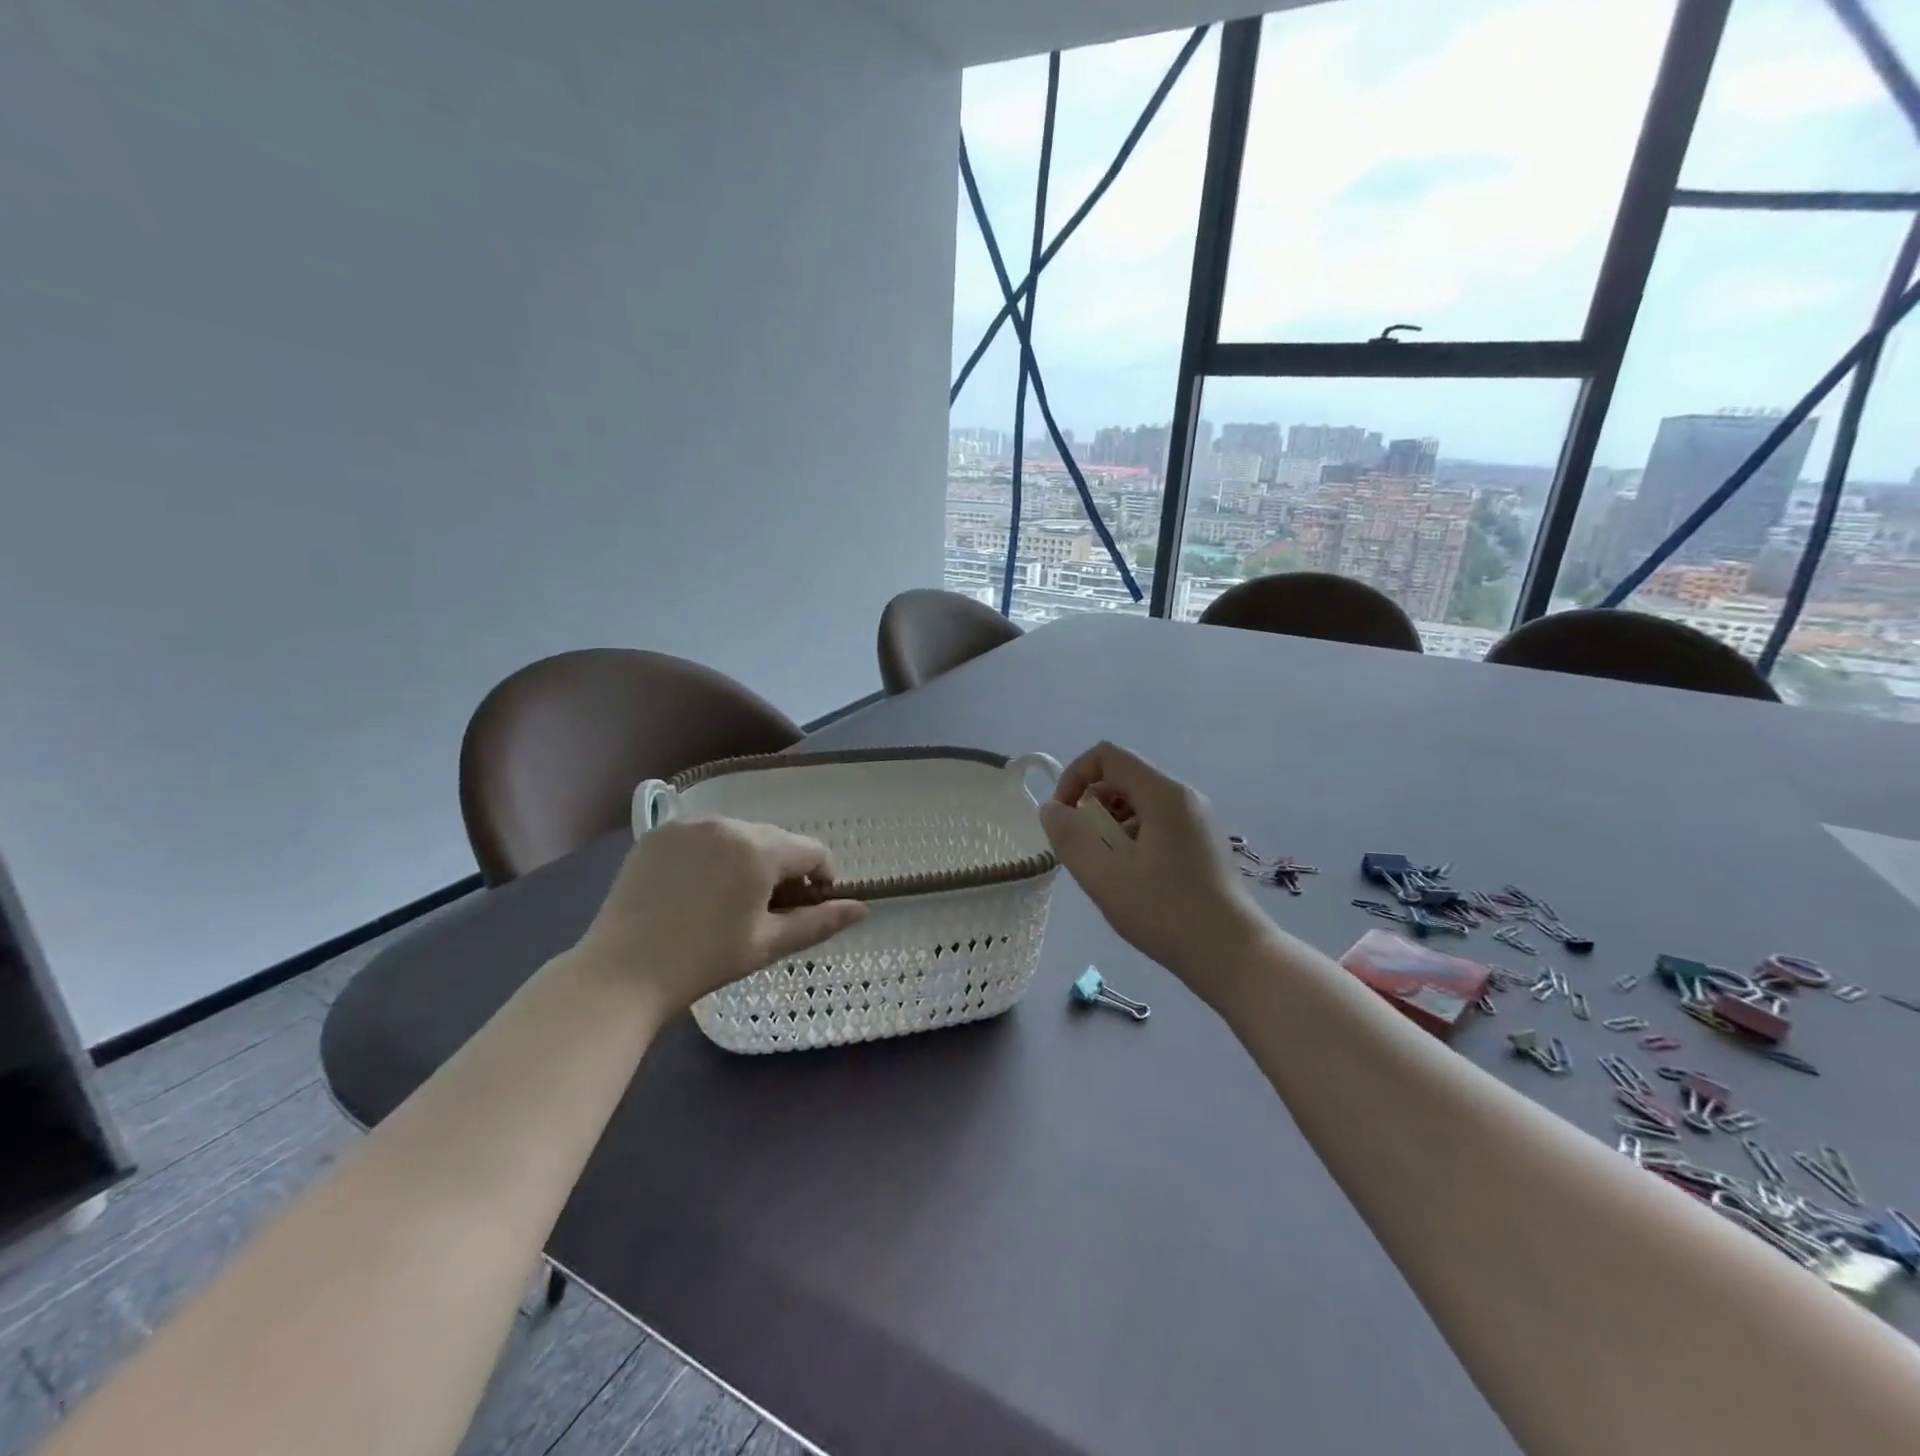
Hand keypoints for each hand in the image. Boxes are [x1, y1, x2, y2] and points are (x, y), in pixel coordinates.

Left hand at [569, 819, 866, 1014]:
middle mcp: (727, 824)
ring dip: (750, 860)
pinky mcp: (659, 834)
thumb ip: (820, 921)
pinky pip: (704, 837)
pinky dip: (714, 856)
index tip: (809, 907)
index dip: (821, 878)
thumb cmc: (705, 961)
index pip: (811, 851)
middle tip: (769, 911)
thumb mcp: (768, 944)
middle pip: (776, 840)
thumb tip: (863, 909)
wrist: (621, 974)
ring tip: (732, 902)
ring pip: (740, 835)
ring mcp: (689, 825)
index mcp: (759, 849)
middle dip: (784, 870)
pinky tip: (698, 891)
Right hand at [1039, 742, 1270, 1000]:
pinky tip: (1132, 879)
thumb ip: (1070, 837)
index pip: (1107, 756)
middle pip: (1124, 778)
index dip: (1074, 777)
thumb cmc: (1166, 912)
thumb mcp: (1105, 877)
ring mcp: (1197, 820)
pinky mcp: (1202, 843)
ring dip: (1111, 826)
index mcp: (1163, 794)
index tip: (1063, 817)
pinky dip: (1132, 838)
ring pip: (1139, 803)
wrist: (1233, 955)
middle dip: (1092, 806)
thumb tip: (1051, 809)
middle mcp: (1184, 797)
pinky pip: (1157, 823)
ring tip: (1106, 869)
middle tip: (1084, 849)